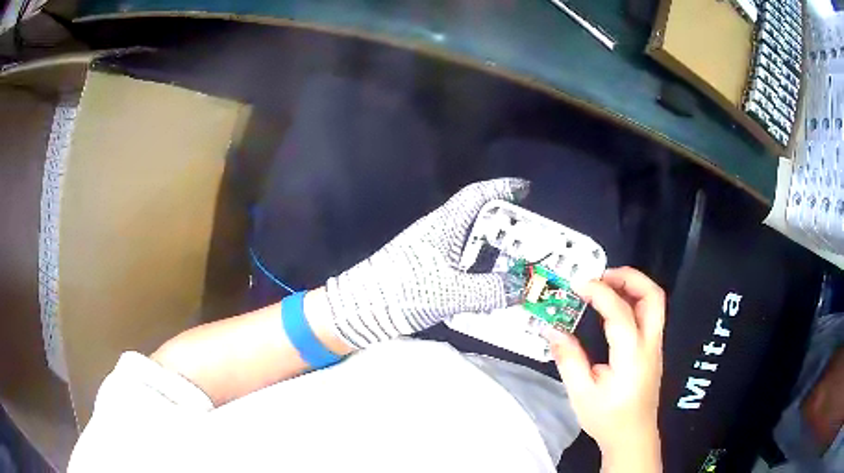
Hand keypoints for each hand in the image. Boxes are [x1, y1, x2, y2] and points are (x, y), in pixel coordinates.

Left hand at [324, 178, 529, 348]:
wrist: (361, 309)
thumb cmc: (404, 290)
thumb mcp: (452, 292)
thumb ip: (491, 290)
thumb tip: (523, 286)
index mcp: (445, 225)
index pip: (477, 196)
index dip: (502, 188)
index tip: (525, 188)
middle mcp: (438, 232)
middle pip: (477, 218)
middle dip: (505, 223)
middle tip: (531, 236)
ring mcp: (430, 251)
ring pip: (469, 241)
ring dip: (493, 248)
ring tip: (517, 262)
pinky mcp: (425, 270)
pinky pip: (461, 262)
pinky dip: (480, 268)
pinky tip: (490, 285)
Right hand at [544, 267, 664, 471]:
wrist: (633, 437)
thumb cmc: (608, 419)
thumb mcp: (581, 394)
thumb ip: (569, 359)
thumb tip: (553, 330)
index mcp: (632, 356)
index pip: (620, 312)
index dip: (599, 293)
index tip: (578, 286)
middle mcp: (650, 344)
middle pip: (652, 296)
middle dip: (629, 277)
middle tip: (602, 276)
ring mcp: (655, 345)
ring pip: (655, 302)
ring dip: (633, 286)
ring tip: (605, 286)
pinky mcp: (653, 349)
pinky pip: (649, 314)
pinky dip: (633, 300)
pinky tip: (613, 308)